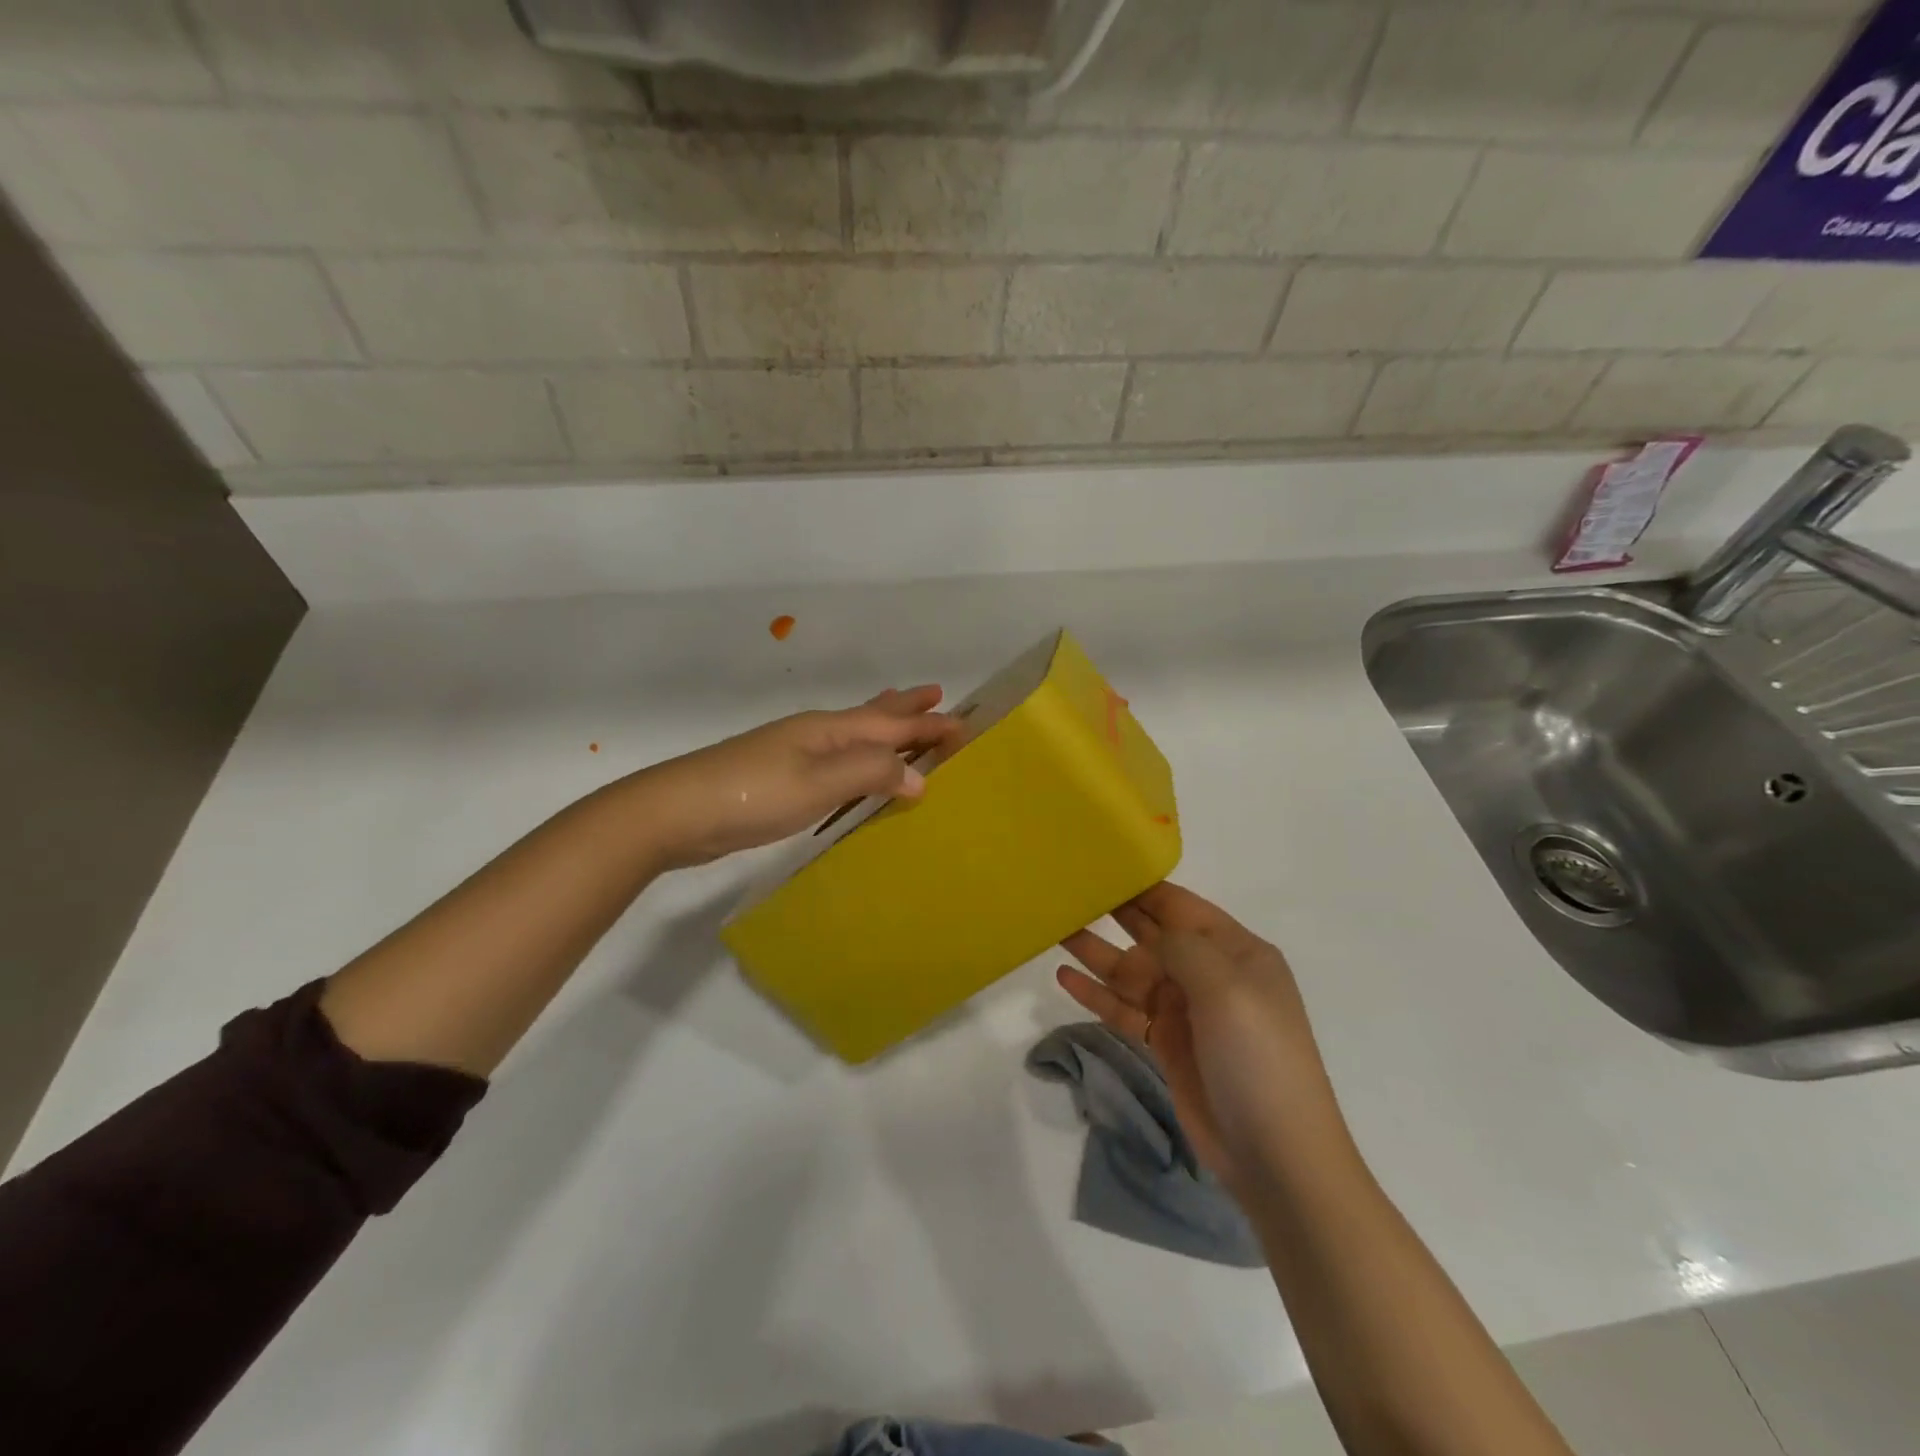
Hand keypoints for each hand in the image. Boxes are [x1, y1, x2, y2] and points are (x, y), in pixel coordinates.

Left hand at [643, 685, 960, 868]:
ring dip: (881, 727)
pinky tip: (850, 767)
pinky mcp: (779, 778)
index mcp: (828, 730)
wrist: (676, 812)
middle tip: (935, 696)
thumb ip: (870, 772)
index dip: (926, 723)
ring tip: (898, 716)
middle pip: (871, 716)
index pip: (890, 723)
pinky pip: (835, 758)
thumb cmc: (753, 794)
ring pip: (851, 734)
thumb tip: (919, 776)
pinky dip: (857, 755)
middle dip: (905, 710)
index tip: (963, 722)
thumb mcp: (819, 782)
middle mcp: (814, 734)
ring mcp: (793, 753)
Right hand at [1058, 882, 1338, 1187]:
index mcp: (1236, 951)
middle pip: (1152, 933)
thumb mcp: (1226, 988)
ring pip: (1132, 970)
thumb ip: (1182, 947)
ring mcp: (1187, 1010)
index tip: (1099, 865)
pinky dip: (1097, 994)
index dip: (1141, 886)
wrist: (1276, 1155)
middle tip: (1067, 891)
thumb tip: (1151, 930)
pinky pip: (1125, 1009)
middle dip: (1113, 913)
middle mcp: (1210, 973)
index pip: (1180, 905)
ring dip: (1096, 953)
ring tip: (1054, 931)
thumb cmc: (1257, 1058)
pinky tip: (1065, 978)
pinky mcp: (1168, 1043)